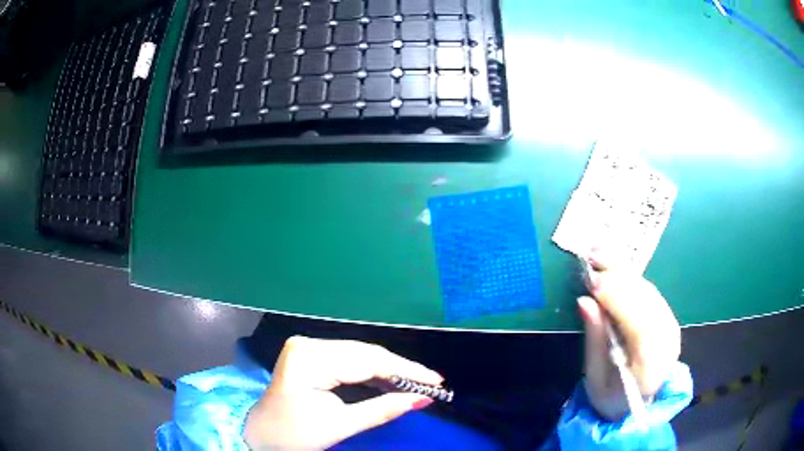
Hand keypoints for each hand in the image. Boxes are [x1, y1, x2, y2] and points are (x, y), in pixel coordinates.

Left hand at [243, 336, 443, 449]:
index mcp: (310, 358)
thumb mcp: (340, 425)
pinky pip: (349, 360)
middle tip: (431, 384)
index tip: (435, 382)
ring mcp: (308, 347)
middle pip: (365, 354)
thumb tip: (421, 399)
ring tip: (417, 384)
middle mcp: (309, 344)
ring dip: (389, 371)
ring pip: (360, 355)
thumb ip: (382, 409)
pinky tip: (391, 382)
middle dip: (400, 370)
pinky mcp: (311, 355)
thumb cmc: (294, 434)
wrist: (261, 435)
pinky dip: (371, 373)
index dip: (405, 371)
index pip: (368, 360)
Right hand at [577, 252, 680, 420]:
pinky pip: (650, 292)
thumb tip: (585, 301)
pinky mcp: (668, 317)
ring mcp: (671, 327)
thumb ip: (595, 339)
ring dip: (624, 270)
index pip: (640, 325)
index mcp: (650, 366)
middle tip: (592, 255)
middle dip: (619, 276)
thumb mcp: (595, 378)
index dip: (618, 299)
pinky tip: (615, 265)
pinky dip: (631, 276)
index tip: (592, 281)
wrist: (637, 406)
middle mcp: (667, 341)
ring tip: (600, 252)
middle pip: (647, 301)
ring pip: (649, 291)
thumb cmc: (611, 398)